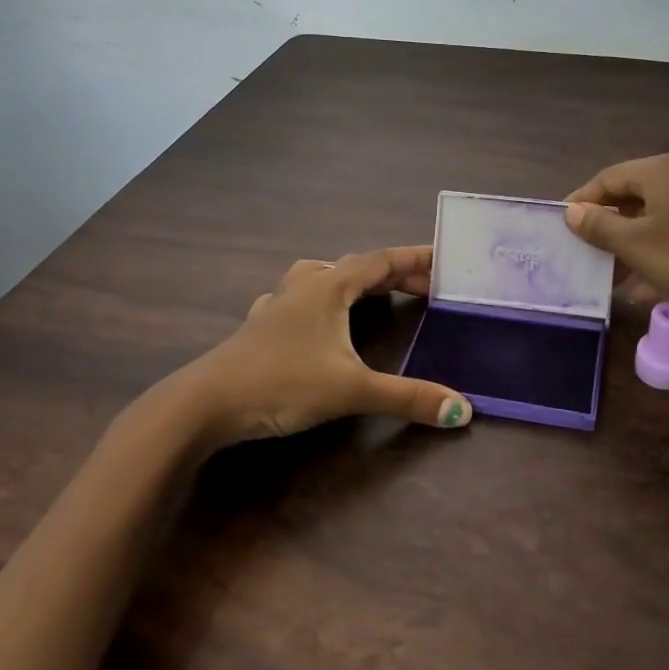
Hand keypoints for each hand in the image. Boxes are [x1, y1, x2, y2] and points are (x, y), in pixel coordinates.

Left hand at [178, 246, 472, 447]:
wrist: (205, 403)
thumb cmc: (281, 383)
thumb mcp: (351, 390)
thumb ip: (408, 398)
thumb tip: (463, 410)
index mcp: (329, 287)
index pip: (381, 261)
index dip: (415, 258)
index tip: (445, 259)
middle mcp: (304, 287)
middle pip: (355, 266)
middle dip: (392, 273)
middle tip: (424, 287)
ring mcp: (277, 305)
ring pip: (321, 276)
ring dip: (352, 280)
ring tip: (371, 293)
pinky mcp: (259, 327)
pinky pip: (294, 299)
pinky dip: (317, 301)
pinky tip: (312, 319)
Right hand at [564, 154, 668, 325]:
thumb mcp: (638, 246)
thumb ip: (600, 226)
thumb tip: (571, 210)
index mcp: (661, 172)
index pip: (607, 178)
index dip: (581, 202)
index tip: (560, 229)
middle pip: (631, 198)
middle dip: (605, 227)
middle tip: (582, 254)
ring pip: (653, 221)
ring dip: (629, 247)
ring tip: (607, 277)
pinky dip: (656, 258)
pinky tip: (643, 291)